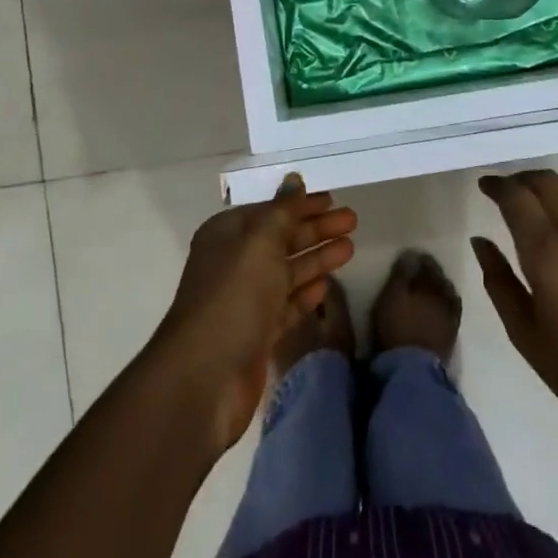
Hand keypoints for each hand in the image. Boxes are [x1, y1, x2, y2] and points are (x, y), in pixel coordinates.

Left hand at [150, 178, 356, 457]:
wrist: (205, 377)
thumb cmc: (234, 297)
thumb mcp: (261, 243)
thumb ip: (282, 211)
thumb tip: (293, 179)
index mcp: (227, 235)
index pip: (270, 211)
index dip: (300, 205)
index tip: (333, 199)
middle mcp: (234, 264)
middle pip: (281, 239)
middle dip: (316, 229)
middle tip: (352, 220)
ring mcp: (245, 301)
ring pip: (287, 272)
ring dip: (316, 259)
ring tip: (350, 248)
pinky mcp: (256, 334)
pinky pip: (285, 305)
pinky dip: (304, 293)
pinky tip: (325, 286)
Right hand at [472, 170, 557, 433]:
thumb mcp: (524, 331)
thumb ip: (498, 280)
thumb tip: (481, 241)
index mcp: (548, 251)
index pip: (517, 197)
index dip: (497, 185)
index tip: (484, 185)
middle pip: (548, 181)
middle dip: (522, 179)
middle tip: (505, 190)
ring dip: (549, 188)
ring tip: (534, 204)